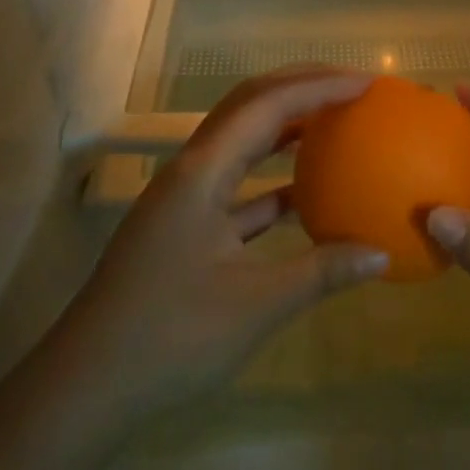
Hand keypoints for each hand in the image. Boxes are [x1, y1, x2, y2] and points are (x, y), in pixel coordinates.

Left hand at [42, 67, 388, 427]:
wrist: (88, 385)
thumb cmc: (169, 338)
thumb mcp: (254, 307)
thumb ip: (320, 273)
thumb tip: (380, 254)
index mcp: (202, 171)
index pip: (267, 106)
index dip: (318, 87)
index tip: (365, 84)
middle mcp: (192, 168)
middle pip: (249, 105)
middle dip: (299, 86)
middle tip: (351, 88)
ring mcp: (185, 196)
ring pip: (241, 140)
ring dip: (285, 126)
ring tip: (333, 123)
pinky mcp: (185, 224)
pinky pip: (236, 183)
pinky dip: (272, 178)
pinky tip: (306, 194)